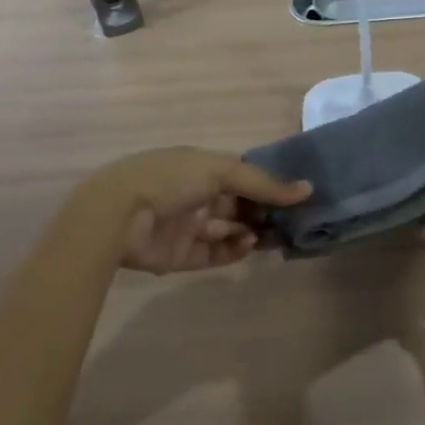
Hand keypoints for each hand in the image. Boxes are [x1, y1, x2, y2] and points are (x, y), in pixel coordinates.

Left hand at [84, 148, 310, 275]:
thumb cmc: (170, 179)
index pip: (243, 176)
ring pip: (229, 230)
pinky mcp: (181, 256)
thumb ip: (263, 183)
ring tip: (275, 235)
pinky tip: (248, 244)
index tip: (298, 195)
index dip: (269, 185)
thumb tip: (307, 189)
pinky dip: (234, 251)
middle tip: (294, 221)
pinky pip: (214, 254)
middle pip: (239, 205)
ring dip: (253, 232)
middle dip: (265, 212)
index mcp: (201, 168)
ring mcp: (188, 226)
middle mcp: (196, 195)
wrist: (118, 215)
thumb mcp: (220, 170)